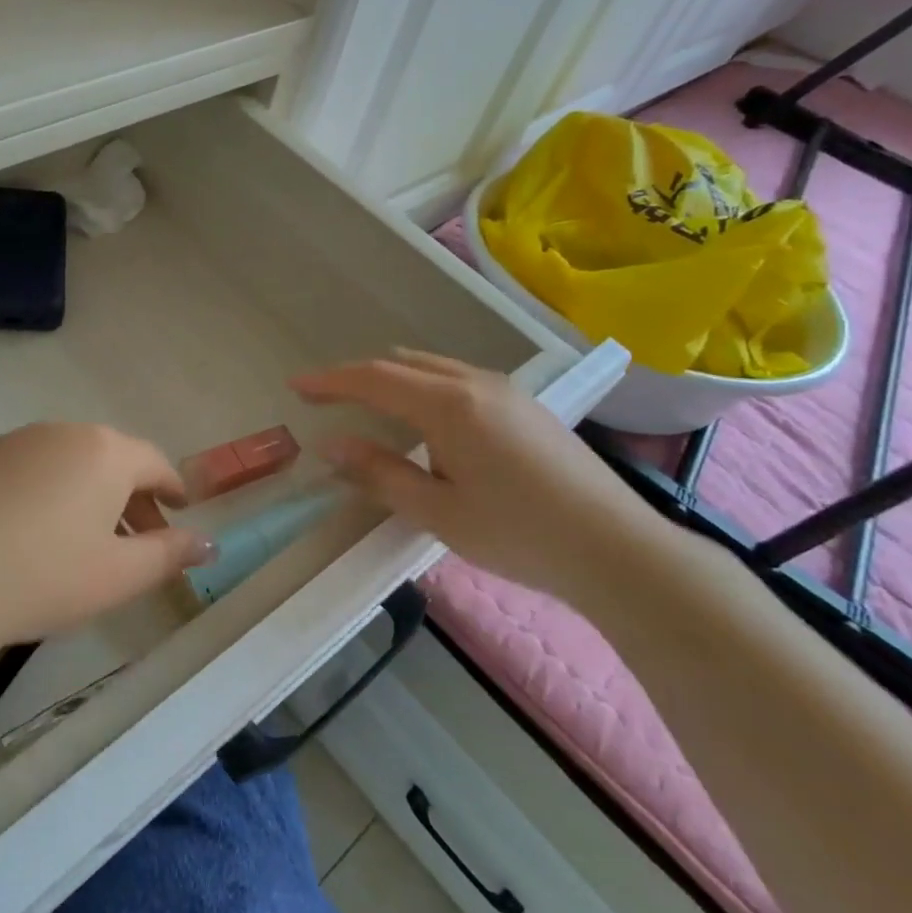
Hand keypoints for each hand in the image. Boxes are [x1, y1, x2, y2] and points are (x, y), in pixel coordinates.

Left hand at [0, 423, 212, 665]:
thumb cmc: (40, 577)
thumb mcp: (118, 575)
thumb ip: (170, 554)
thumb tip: (210, 542)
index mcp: (104, 452)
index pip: (155, 463)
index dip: (173, 490)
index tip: (180, 512)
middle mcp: (62, 432)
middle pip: (111, 460)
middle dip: (131, 498)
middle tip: (137, 540)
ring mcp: (13, 441)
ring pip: (67, 463)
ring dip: (87, 495)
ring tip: (83, 542)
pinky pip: (27, 470)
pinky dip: (44, 494)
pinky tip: (28, 535)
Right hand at [291, 350, 676, 607]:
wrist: (616, 549)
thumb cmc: (518, 533)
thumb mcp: (437, 511)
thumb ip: (380, 473)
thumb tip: (331, 446)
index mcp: (449, 405)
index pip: (374, 379)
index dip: (330, 380)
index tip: (295, 385)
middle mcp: (475, 383)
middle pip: (402, 364)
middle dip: (359, 377)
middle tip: (328, 400)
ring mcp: (505, 390)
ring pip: (433, 367)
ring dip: (394, 380)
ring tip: (370, 409)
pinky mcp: (525, 405)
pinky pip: (458, 379)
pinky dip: (425, 387)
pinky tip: (427, 422)